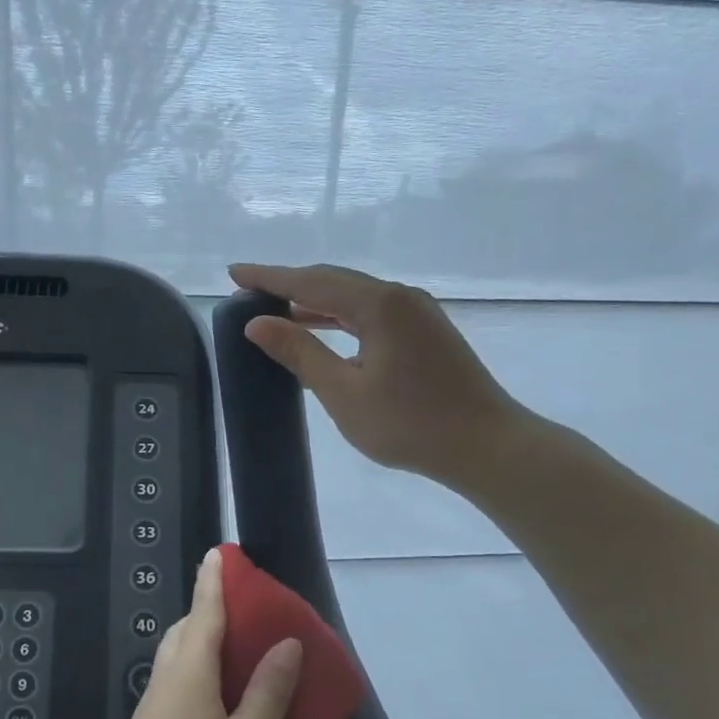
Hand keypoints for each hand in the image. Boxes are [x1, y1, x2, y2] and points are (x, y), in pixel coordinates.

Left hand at [81, 548, 301, 718]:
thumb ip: (268, 693)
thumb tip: (285, 644)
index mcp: (188, 675)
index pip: (204, 612)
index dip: (216, 581)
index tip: (223, 553)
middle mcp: (166, 685)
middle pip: (190, 634)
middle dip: (217, 614)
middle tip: (258, 617)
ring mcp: (156, 715)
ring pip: (186, 665)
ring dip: (216, 652)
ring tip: (257, 662)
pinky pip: (186, 694)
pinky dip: (212, 686)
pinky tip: (239, 713)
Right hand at [228, 262, 527, 490]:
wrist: (485, 445)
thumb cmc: (409, 423)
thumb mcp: (343, 392)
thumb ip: (300, 352)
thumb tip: (258, 324)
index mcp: (378, 304)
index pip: (310, 281)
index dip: (269, 277)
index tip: (234, 272)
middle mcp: (400, 297)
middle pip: (334, 281)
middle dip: (290, 284)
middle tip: (251, 291)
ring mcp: (418, 313)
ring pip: (355, 297)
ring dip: (316, 303)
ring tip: (279, 313)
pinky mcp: (427, 332)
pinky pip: (373, 313)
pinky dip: (341, 319)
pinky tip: (324, 335)